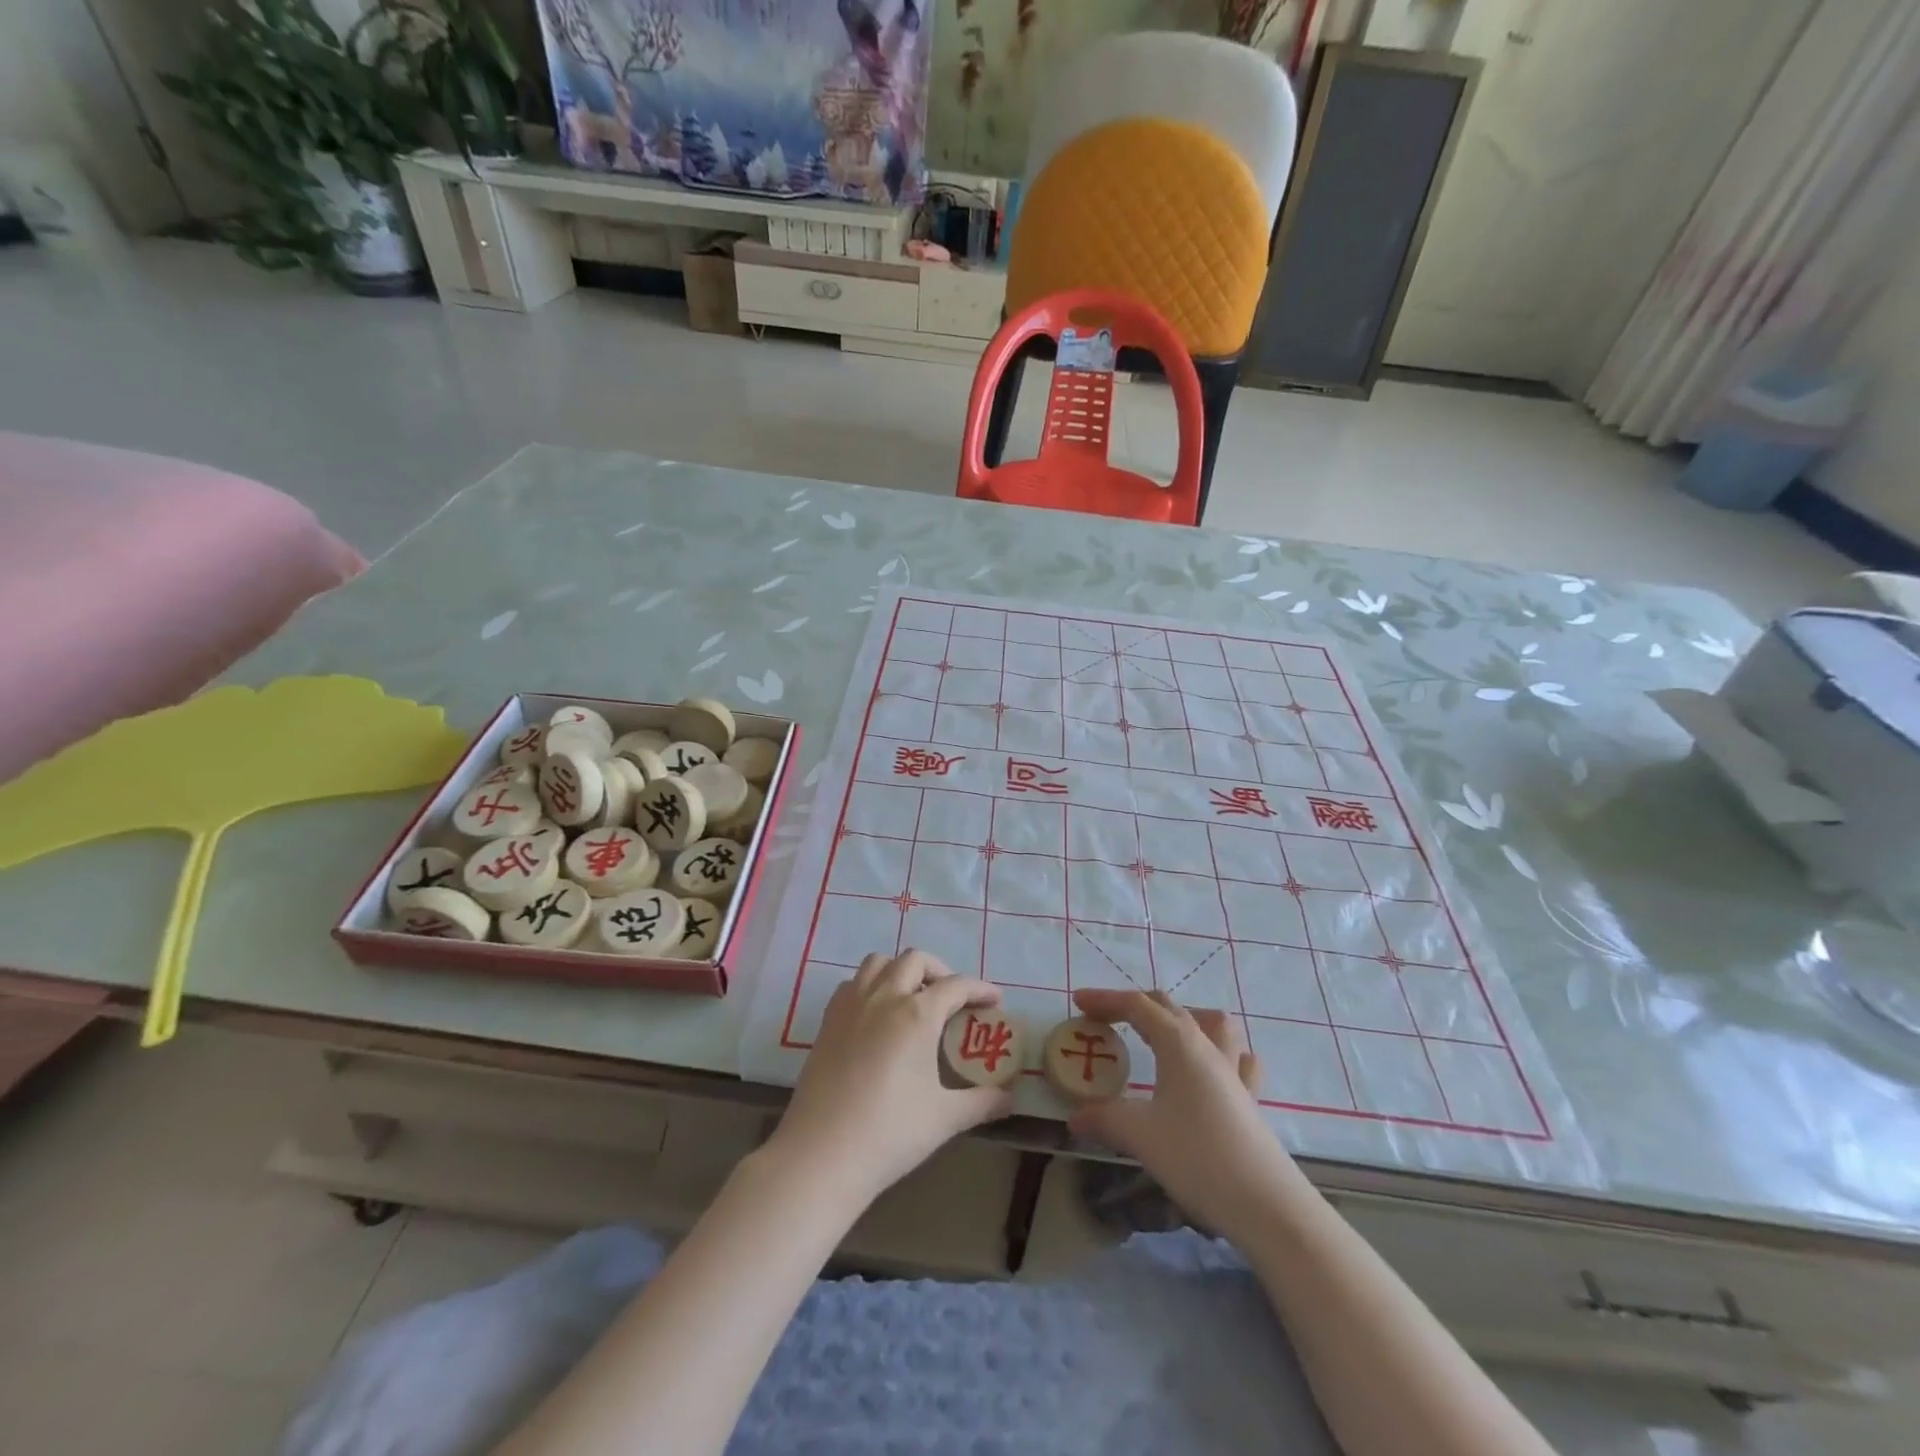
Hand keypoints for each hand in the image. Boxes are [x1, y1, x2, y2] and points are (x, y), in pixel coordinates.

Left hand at [768, 950, 1014, 1205]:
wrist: (822, 1154)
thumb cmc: (890, 1133)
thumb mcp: (944, 1119)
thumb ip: (981, 1103)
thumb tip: (1009, 1099)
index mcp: (917, 1014)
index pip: (956, 985)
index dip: (980, 989)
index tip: (994, 1001)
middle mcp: (884, 996)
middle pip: (915, 960)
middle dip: (940, 971)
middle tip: (952, 999)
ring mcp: (852, 1005)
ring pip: (878, 962)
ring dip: (901, 970)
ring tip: (913, 998)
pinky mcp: (828, 1020)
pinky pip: (853, 983)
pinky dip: (870, 985)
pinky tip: (877, 1015)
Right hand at [1069, 988, 1301, 1238]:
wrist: (1267, 1206)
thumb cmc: (1198, 1157)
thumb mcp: (1140, 1135)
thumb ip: (1104, 1119)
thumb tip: (1075, 1117)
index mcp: (1179, 1044)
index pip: (1138, 1006)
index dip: (1106, 999)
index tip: (1078, 1002)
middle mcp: (1208, 1048)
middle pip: (1171, 1008)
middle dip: (1135, 1006)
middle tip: (1107, 1021)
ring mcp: (1234, 1073)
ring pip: (1213, 1024)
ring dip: (1184, 1019)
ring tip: (1162, 1036)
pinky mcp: (1250, 1100)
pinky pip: (1238, 1060)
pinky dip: (1219, 1054)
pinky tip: (1210, 1071)